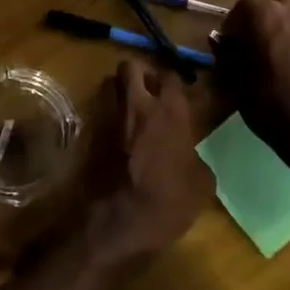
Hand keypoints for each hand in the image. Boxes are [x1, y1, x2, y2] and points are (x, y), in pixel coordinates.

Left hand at [81, 59, 214, 267]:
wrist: (117, 223)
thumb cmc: (167, 202)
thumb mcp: (200, 184)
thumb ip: (195, 157)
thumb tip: (189, 155)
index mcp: (169, 112)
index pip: (171, 76)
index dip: (173, 83)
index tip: (178, 95)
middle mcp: (137, 105)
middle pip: (131, 66)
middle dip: (140, 73)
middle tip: (150, 91)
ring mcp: (109, 118)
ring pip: (110, 86)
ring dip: (121, 93)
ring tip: (132, 113)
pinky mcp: (89, 135)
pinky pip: (100, 114)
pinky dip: (109, 120)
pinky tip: (119, 140)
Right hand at [215, 0, 289, 153]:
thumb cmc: (269, 102)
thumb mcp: (235, 80)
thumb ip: (226, 54)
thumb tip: (221, 42)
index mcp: (266, 15)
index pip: (243, 3)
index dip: (232, 22)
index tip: (228, 44)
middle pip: (271, 4)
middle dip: (258, 20)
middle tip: (250, 44)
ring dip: (279, 29)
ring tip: (273, 56)